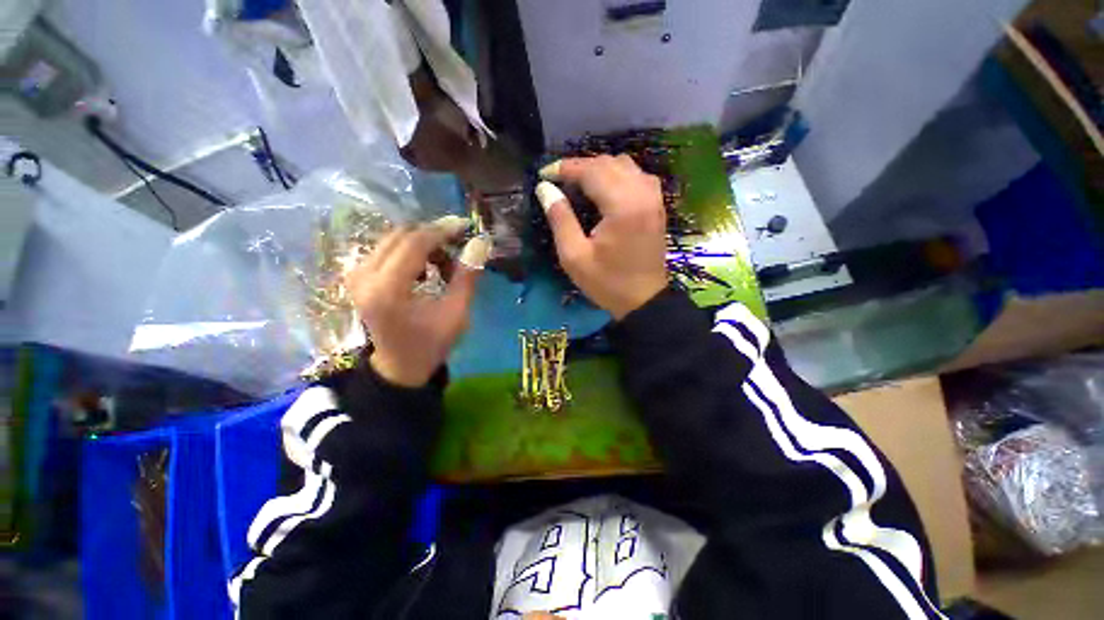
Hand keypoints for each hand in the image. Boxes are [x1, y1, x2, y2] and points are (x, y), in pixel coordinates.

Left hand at [345, 218, 489, 386]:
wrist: (400, 365)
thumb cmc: (432, 343)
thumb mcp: (457, 312)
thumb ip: (467, 276)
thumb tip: (480, 242)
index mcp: (388, 290)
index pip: (414, 243)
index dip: (442, 231)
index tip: (465, 227)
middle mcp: (363, 276)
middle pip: (401, 235)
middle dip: (433, 235)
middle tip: (458, 245)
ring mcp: (355, 275)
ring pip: (393, 239)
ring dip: (423, 244)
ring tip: (444, 265)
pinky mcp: (356, 276)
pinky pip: (386, 249)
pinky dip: (410, 252)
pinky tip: (426, 270)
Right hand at [535, 155, 667, 319]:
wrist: (644, 300)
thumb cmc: (607, 283)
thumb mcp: (574, 256)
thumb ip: (560, 219)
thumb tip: (544, 188)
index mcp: (623, 206)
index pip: (592, 171)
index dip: (565, 168)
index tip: (544, 174)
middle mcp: (643, 194)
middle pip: (609, 163)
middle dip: (580, 167)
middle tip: (558, 181)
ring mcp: (654, 198)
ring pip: (625, 165)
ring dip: (599, 169)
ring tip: (578, 184)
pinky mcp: (657, 205)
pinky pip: (636, 176)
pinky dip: (617, 175)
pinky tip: (604, 190)